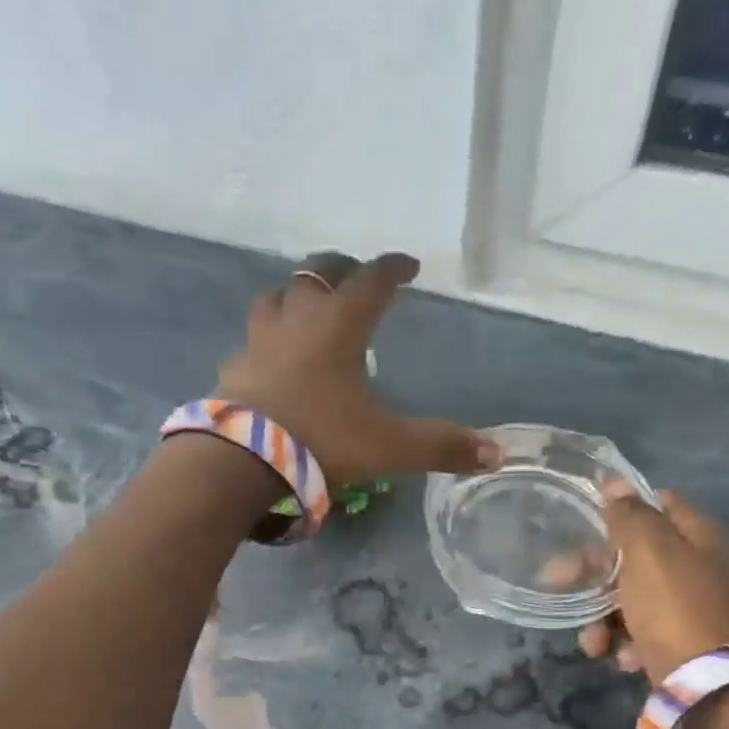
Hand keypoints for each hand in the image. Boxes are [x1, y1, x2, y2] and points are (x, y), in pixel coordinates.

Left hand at [216, 252, 498, 486]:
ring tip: (307, 308)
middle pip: (316, 274)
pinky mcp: (232, 370)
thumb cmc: (321, 440)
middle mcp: (296, 322)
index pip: (371, 281)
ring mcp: (257, 343)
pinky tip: (272, 361)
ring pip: (274, 299)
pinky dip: (267, 341)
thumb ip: (441, 446)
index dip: (393, 269)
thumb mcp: (389, 446)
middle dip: (340, 269)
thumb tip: (496, 455)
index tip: (408, 265)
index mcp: (339, 326)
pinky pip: (251, 342)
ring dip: (294, 296)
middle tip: (355, 276)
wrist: (240, 463)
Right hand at [578, 482, 728, 682]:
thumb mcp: (647, 550)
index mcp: (699, 535)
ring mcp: (691, 606)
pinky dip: (624, 641)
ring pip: (631, 596)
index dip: (625, 507)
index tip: (590, 520)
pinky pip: (642, 631)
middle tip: (558, 579)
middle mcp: (699, 566)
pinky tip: (619, 656)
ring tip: (593, 641)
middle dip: (594, 570)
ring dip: (602, 615)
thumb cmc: (673, 604)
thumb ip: (629, 515)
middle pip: (637, 553)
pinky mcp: (682, 642)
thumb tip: (615, 483)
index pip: (661, 503)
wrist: (707, 682)